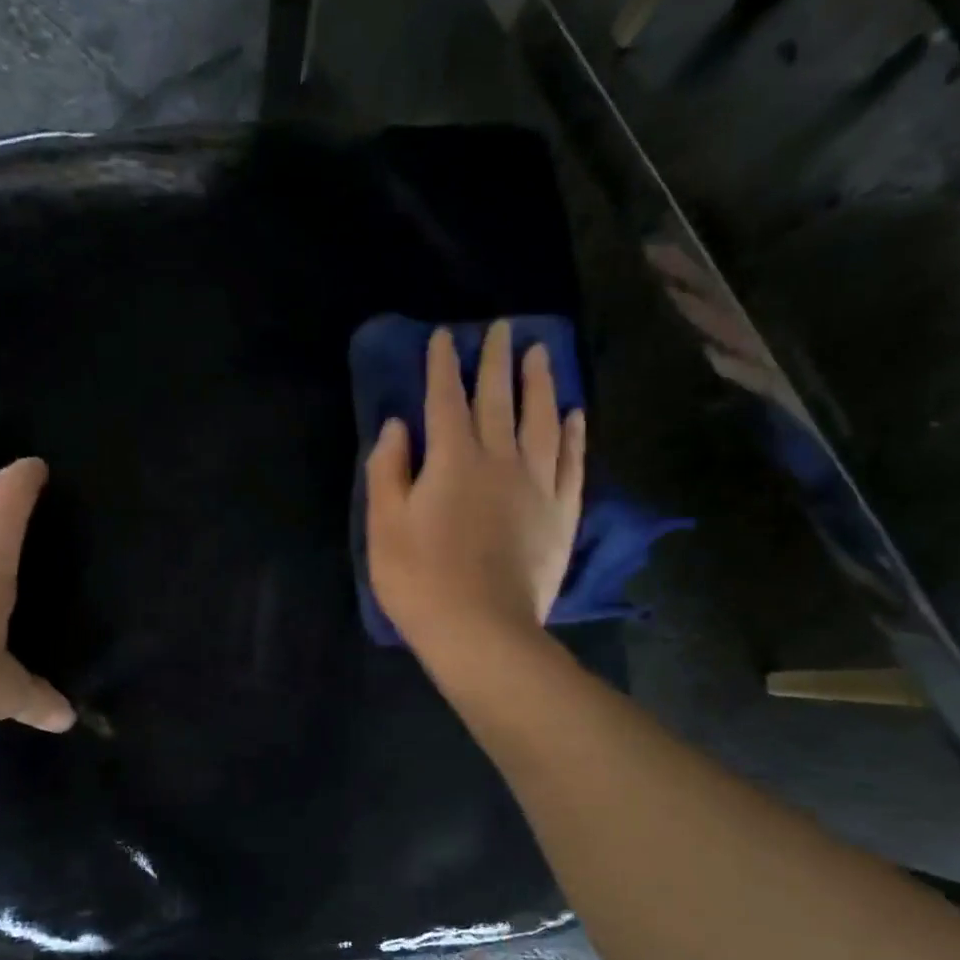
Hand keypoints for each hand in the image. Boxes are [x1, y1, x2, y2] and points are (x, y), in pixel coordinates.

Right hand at [365, 321, 585, 654]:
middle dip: (496, 361)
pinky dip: (573, 435)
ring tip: (542, 353)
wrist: (481, 630)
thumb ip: (388, 470)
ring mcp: (536, 485)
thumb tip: (398, 425)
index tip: (445, 337)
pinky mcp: (560, 513)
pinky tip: (575, 415)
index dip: (443, 366)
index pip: (445, 400)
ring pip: (541, 421)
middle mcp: (499, 460)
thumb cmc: (420, 580)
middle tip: (501, 329)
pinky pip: (571, 462)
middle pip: (498, 400)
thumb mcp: (385, 526)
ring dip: (541, 384)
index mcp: (452, 460)